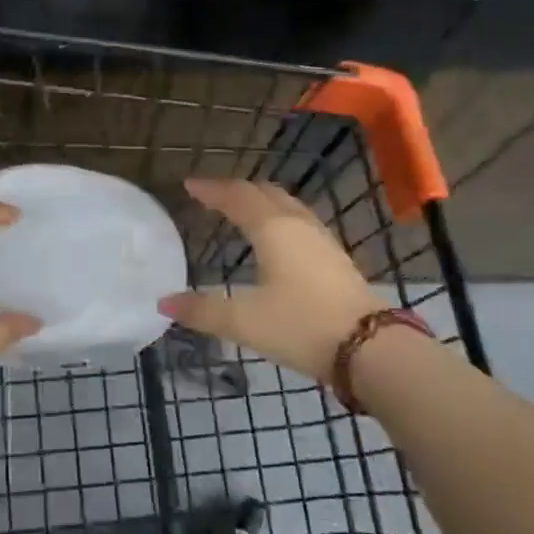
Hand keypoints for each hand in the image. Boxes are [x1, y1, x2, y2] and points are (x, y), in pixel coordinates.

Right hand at [159, 179, 383, 385]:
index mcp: (272, 229)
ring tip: (244, 210)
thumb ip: (202, 310)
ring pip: (288, 206)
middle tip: (214, 195)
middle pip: (265, 193)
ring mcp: (322, 240)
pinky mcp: (336, 259)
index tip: (189, 184)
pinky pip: (301, 222)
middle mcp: (298, 225)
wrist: (370, 348)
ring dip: (262, 201)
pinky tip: (279, 239)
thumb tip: (164, 302)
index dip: (212, 189)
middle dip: (237, 190)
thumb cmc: (300, 325)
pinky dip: (280, 218)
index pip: (237, 197)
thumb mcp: (243, 321)